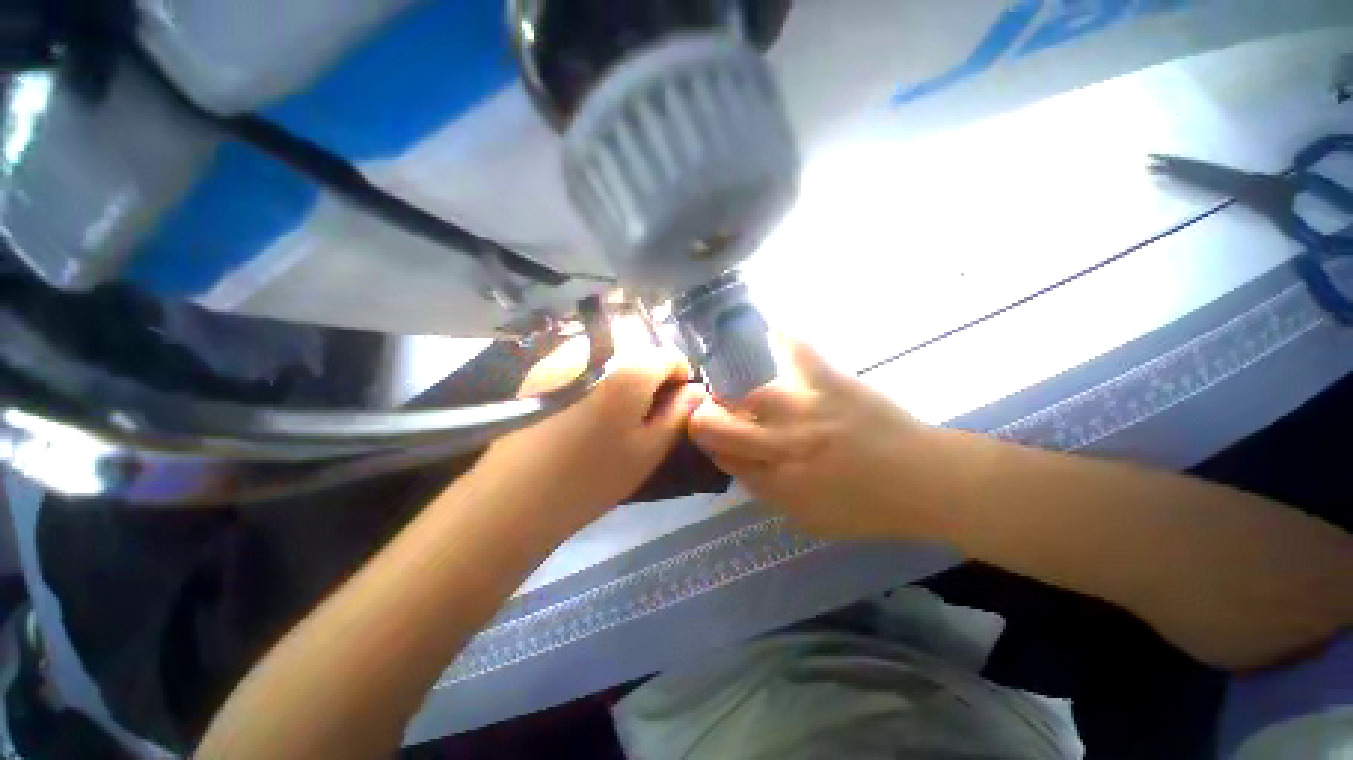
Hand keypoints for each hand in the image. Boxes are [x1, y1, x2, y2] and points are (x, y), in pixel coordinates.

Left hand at [479, 316, 706, 528]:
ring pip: (611, 352)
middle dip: (651, 376)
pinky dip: (596, 374)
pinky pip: (584, 360)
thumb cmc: (591, 478)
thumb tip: (697, 390)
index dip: (680, 378)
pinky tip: (583, 407)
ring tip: (613, 411)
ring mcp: (563, 355)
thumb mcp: (648, 450)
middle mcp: (596, 349)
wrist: (513, 498)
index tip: (674, 405)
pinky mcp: (540, 368)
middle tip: (643, 413)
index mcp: (628, 368)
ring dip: (623, 373)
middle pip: (640, 350)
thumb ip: (678, 414)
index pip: (670, 355)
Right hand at [689, 338, 951, 541]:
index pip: (722, 457)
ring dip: (732, 390)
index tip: (714, 438)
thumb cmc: (869, 508)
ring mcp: (804, 407)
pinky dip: (778, 338)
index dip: (711, 445)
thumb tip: (738, 463)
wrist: (927, 480)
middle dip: (705, 419)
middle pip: (717, 424)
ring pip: (742, 391)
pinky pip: (794, 349)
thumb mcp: (810, 520)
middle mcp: (782, 444)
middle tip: (713, 413)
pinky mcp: (829, 379)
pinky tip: (768, 333)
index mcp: (777, 481)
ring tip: (739, 385)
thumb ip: (766, 491)